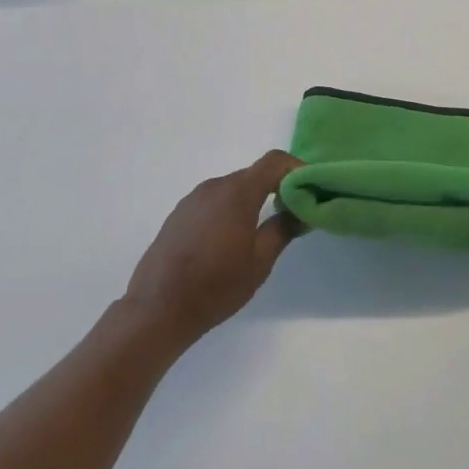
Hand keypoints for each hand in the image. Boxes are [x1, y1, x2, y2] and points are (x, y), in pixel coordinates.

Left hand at [122, 151, 303, 349]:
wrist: (157, 307)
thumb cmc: (216, 285)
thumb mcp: (259, 262)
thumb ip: (283, 229)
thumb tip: (301, 210)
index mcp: (237, 192)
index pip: (274, 161)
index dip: (297, 169)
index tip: (312, 189)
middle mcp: (214, 186)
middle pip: (254, 175)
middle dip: (278, 187)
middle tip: (294, 213)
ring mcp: (192, 199)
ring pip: (233, 189)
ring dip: (253, 200)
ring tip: (264, 229)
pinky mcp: (179, 214)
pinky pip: (214, 201)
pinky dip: (231, 209)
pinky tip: (231, 240)